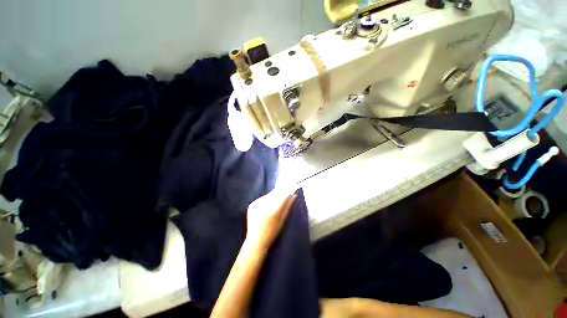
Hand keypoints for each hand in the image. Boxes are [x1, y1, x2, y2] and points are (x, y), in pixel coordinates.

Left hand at [245, 190, 296, 250]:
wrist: (255, 241)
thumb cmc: (271, 233)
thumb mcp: (282, 221)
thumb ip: (287, 206)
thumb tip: (294, 195)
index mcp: (271, 211)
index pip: (281, 196)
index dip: (287, 191)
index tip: (292, 188)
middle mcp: (263, 205)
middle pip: (274, 193)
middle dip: (281, 191)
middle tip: (286, 190)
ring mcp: (255, 204)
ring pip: (268, 195)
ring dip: (274, 195)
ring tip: (278, 198)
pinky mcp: (252, 205)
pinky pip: (262, 198)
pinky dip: (267, 199)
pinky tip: (269, 204)